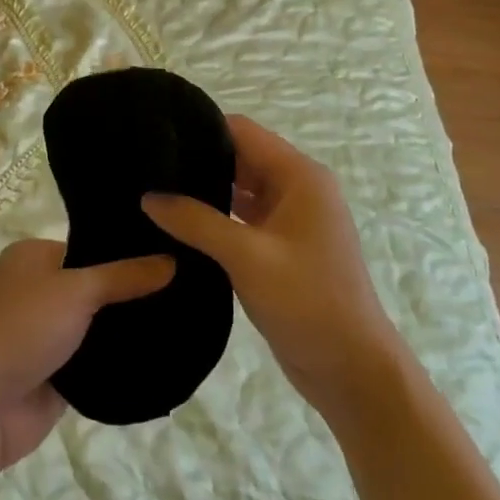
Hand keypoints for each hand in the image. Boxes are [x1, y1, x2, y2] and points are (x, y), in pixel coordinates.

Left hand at [0, 239, 173, 466]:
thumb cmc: (22, 328)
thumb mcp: (77, 289)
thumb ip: (125, 276)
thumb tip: (173, 260)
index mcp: (31, 257)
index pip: (88, 247)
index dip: (125, 252)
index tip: (170, 255)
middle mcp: (35, 290)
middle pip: (93, 286)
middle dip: (130, 293)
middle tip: (185, 290)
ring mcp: (43, 334)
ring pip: (95, 326)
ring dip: (124, 330)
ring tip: (181, 320)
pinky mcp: (53, 374)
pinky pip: (92, 361)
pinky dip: (116, 361)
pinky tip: (159, 355)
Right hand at [142, 117, 401, 415]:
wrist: (352, 371)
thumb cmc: (308, 302)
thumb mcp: (247, 257)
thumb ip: (196, 222)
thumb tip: (148, 196)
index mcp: (300, 176)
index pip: (242, 131)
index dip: (201, 128)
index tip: (156, 134)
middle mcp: (297, 188)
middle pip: (240, 157)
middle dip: (198, 160)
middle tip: (147, 166)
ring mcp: (290, 219)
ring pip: (239, 189)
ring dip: (205, 190)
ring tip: (154, 191)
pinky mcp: (280, 247)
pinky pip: (242, 218)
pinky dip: (215, 218)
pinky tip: (177, 225)